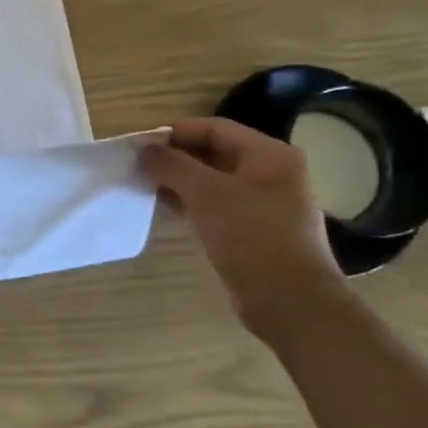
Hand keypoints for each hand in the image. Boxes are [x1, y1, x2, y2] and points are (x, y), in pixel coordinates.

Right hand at [139, 118, 348, 333]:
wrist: (289, 299)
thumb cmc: (250, 235)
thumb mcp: (205, 192)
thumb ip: (171, 164)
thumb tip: (145, 150)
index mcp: (270, 155)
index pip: (214, 128)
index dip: (174, 132)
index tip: (139, 145)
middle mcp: (272, 173)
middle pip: (213, 152)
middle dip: (174, 157)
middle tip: (138, 166)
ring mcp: (265, 203)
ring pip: (212, 180)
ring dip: (179, 180)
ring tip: (145, 186)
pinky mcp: (255, 229)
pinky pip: (216, 204)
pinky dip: (190, 201)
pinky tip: (166, 208)